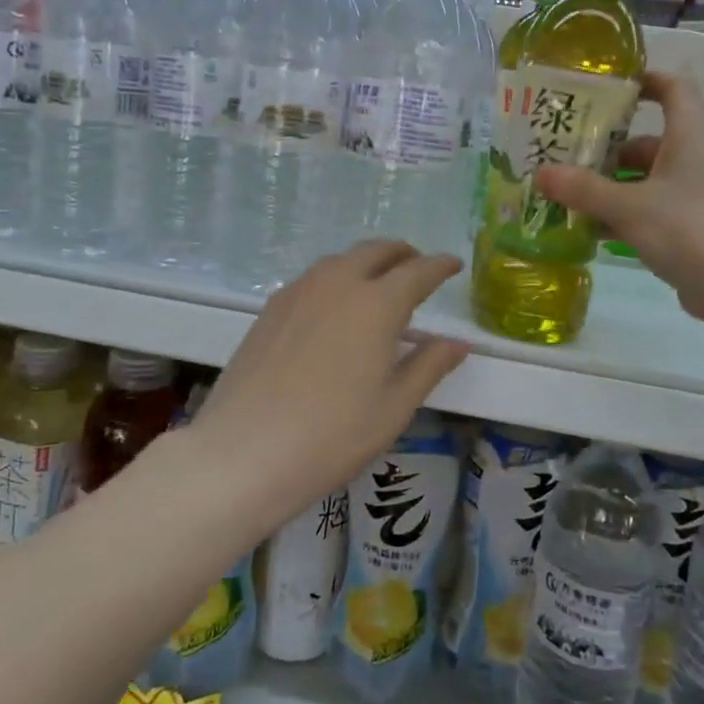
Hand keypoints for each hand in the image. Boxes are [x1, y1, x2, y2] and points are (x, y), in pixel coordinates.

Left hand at [184, 242, 468, 523]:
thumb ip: (429, 366)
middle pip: (376, 251)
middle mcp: (337, 284)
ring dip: (366, 262)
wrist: (245, 451)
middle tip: (417, 268)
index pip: (417, 272)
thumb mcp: (394, 407)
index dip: (439, 266)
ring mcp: (298, 292)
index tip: (454, 265)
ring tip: (378, 286)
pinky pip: (313, 279)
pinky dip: (335, 279)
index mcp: (376, 304)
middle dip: (402, 254)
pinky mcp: (270, 308)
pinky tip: (334, 308)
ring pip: (340, 260)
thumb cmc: (332, 435)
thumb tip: (457, 343)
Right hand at [532, 72, 703, 330]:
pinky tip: (589, 231)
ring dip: (609, 187)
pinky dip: (623, 216)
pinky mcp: (695, 227)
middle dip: (605, 149)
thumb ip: (583, 189)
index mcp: (691, 134)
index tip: (603, 86)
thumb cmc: (691, 229)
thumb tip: (539, 173)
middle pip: (646, 141)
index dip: (641, 81)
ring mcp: (698, 194)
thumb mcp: (629, 207)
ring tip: (565, 196)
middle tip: (562, 155)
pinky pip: (652, 210)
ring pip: (646, 180)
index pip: (672, 87)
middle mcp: (697, 157)